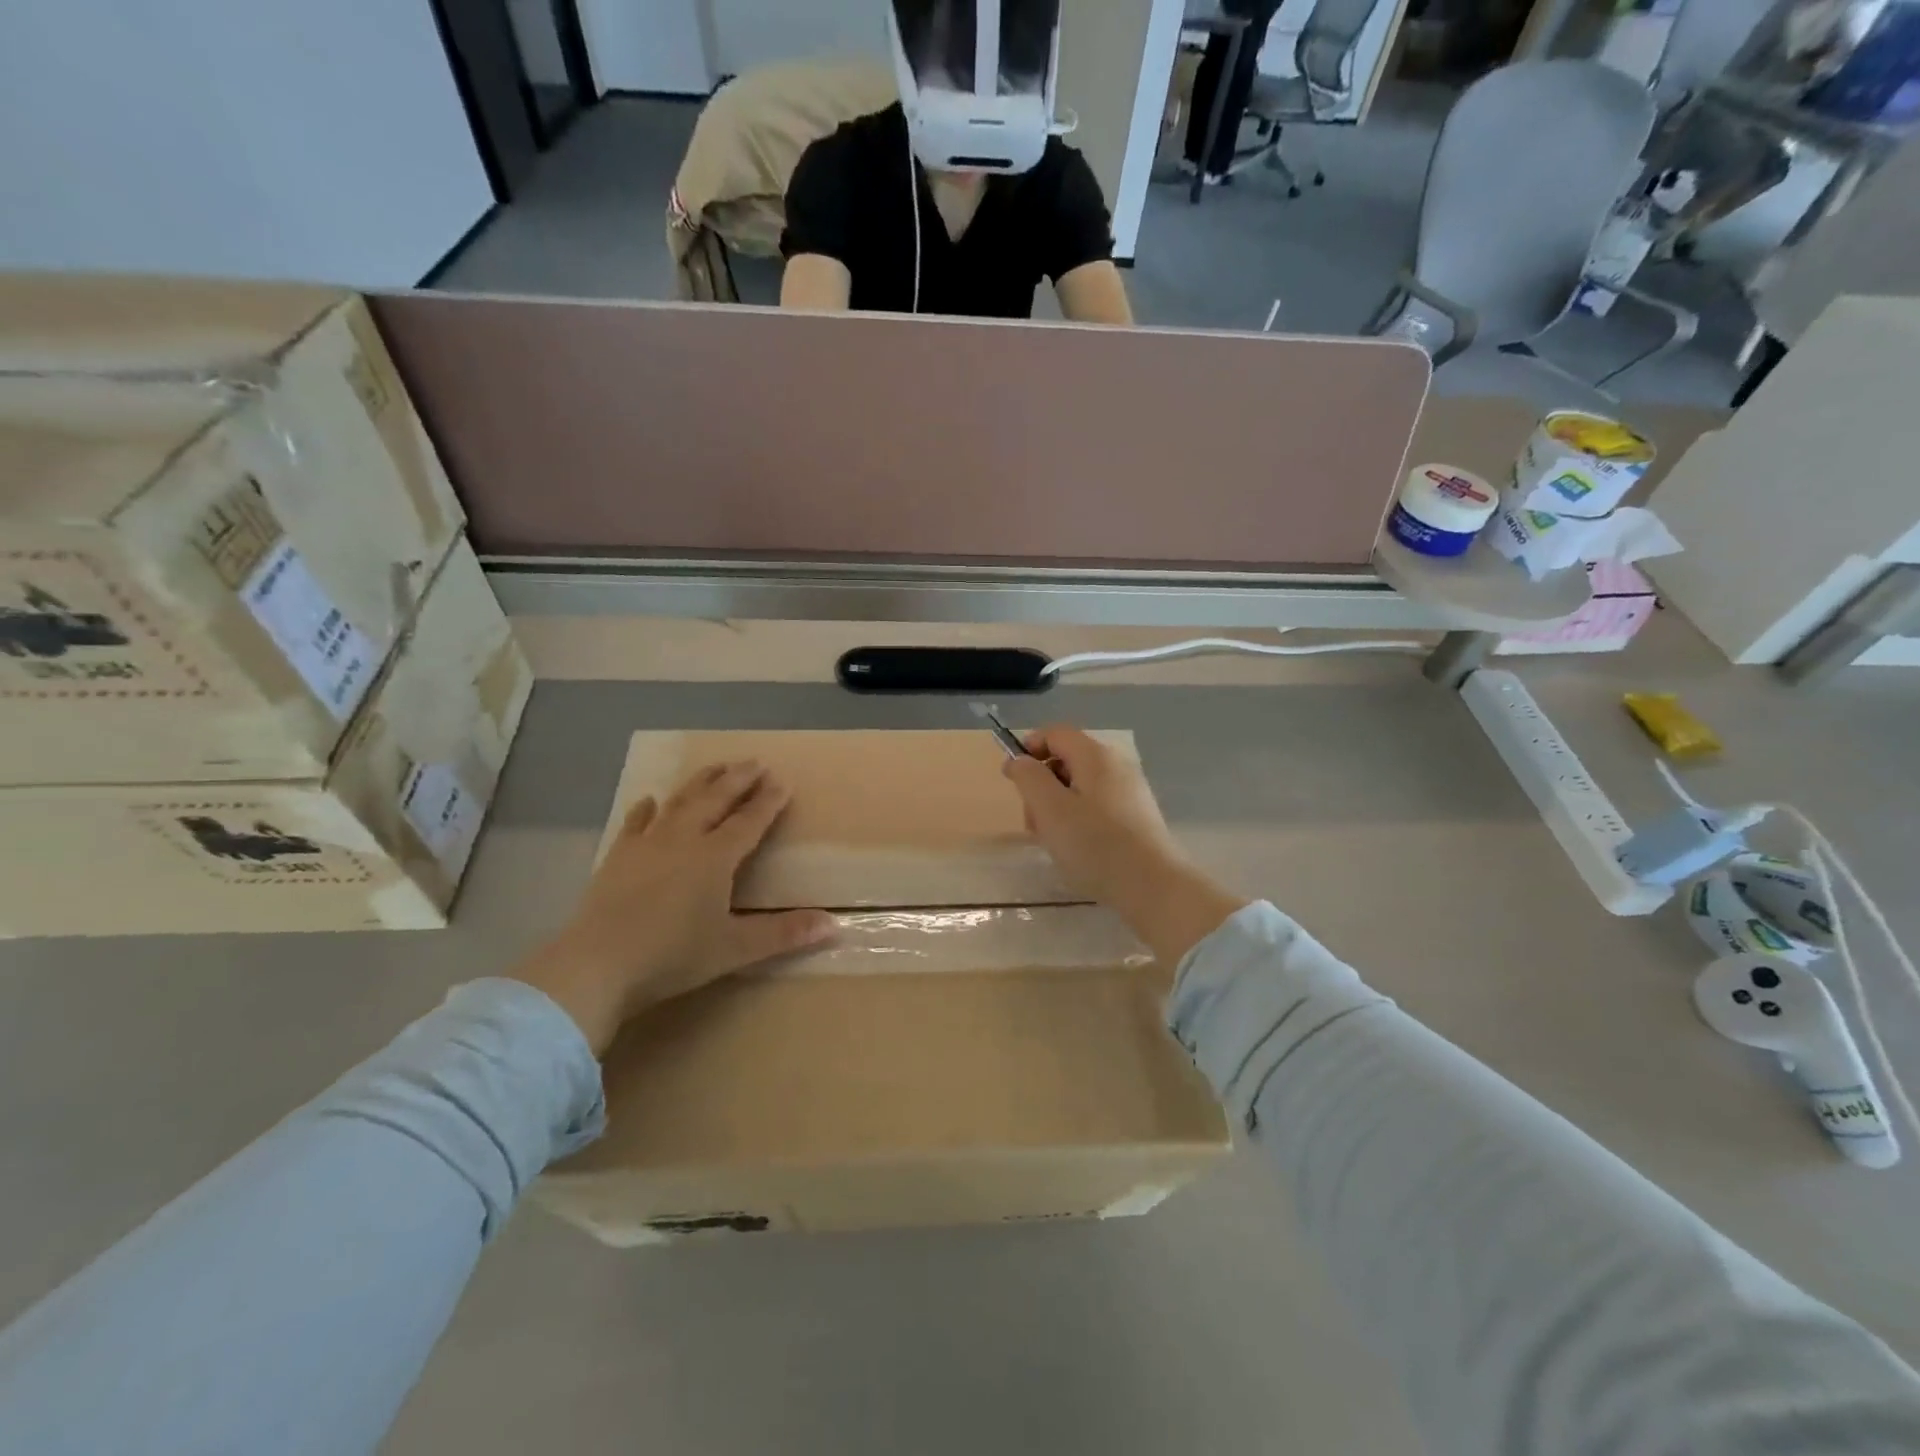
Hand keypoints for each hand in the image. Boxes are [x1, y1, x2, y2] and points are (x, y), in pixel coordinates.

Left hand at [514, 761, 836, 1053]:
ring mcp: (647, 845)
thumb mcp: (734, 948)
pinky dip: (647, 809)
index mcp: (715, 857)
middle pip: (716, 800)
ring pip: (680, 802)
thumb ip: (784, 934)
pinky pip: (636, 823)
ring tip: (716, 767)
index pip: (749, 821)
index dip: (768, 801)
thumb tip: (834, 924)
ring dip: (700, 783)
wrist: (597, 965)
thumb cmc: (672, 956)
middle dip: (738, 779)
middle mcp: (684, 840)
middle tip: (755, 762)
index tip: (783, 781)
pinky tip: (650, 801)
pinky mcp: (618, 857)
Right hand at [1002, 726, 1246, 966]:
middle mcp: (1116, 765)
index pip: (1054, 733)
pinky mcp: (1137, 816)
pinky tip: (1077, 849)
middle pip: (1067, 760)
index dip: (1028, 749)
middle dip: (1041, 785)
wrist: (1153, 887)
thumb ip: (1028, 777)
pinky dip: (1078, 819)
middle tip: (1033, 821)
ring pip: (1080, 786)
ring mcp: (1130, 790)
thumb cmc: (1095, 844)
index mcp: (1095, 756)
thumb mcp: (1049, 809)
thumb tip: (1019, 760)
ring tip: (1053, 841)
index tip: (1012, 780)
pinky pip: (1097, 805)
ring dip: (1057, 807)